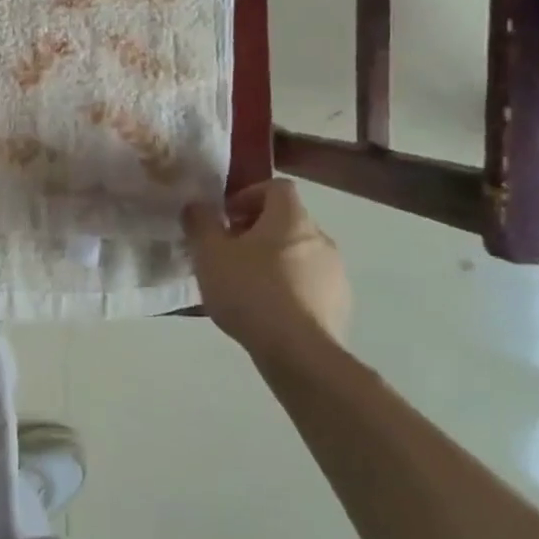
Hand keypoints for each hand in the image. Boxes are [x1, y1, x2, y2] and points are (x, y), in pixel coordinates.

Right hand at [184, 180, 350, 349]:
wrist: (298, 352)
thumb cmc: (250, 291)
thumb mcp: (209, 253)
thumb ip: (200, 222)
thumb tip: (197, 205)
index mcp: (291, 219)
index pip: (277, 187)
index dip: (248, 195)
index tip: (225, 217)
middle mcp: (320, 238)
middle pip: (287, 221)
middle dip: (256, 231)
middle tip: (227, 252)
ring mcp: (336, 272)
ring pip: (298, 253)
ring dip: (273, 260)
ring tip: (244, 284)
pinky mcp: (340, 303)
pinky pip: (309, 283)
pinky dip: (288, 287)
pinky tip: (266, 310)